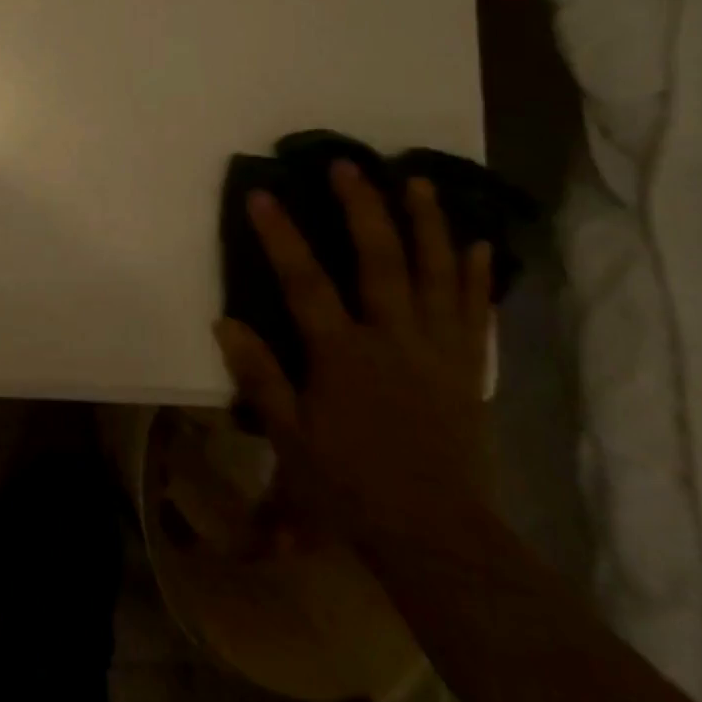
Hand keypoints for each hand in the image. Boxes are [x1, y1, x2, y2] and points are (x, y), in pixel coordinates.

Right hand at [215, 160, 491, 542]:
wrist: (439, 536)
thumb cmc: (352, 485)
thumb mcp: (290, 436)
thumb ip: (259, 375)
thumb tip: (224, 322)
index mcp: (343, 355)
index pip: (305, 282)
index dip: (281, 235)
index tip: (263, 193)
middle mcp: (393, 339)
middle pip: (380, 261)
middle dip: (363, 208)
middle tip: (349, 165)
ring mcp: (438, 350)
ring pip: (436, 275)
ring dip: (427, 225)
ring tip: (419, 182)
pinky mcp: (467, 368)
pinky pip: (475, 312)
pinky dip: (476, 276)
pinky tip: (477, 244)